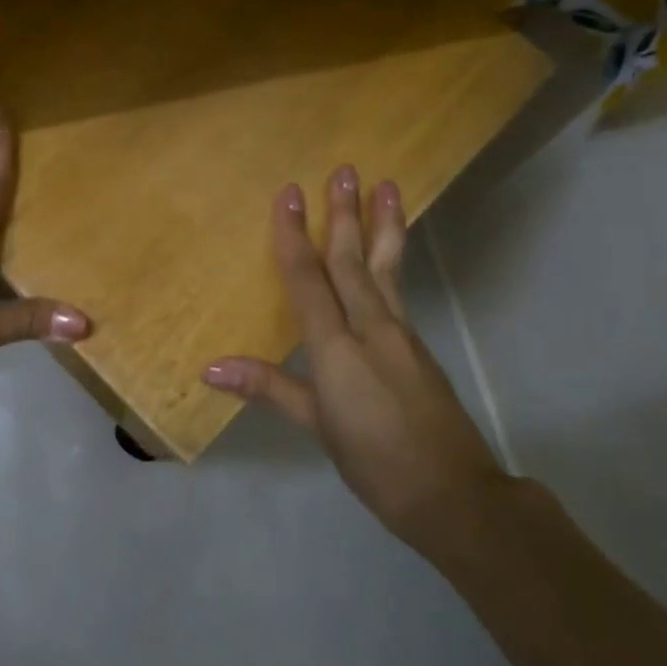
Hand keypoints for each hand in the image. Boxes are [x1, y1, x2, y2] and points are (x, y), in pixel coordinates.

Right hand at [203, 167, 503, 552]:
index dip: (295, 236)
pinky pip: (399, 291)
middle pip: (353, 262)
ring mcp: (402, 334)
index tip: (290, 194)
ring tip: (389, 187)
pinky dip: (393, 261)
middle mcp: (371, 328)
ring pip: (386, 269)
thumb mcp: (317, 426)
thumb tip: (212, 367)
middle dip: (346, 215)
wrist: (454, 495)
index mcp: (337, 347)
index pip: (309, 280)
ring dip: (384, 226)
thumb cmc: (374, 462)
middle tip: (345, 170)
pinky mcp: (419, 346)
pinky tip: (391, 253)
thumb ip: (270, 388)